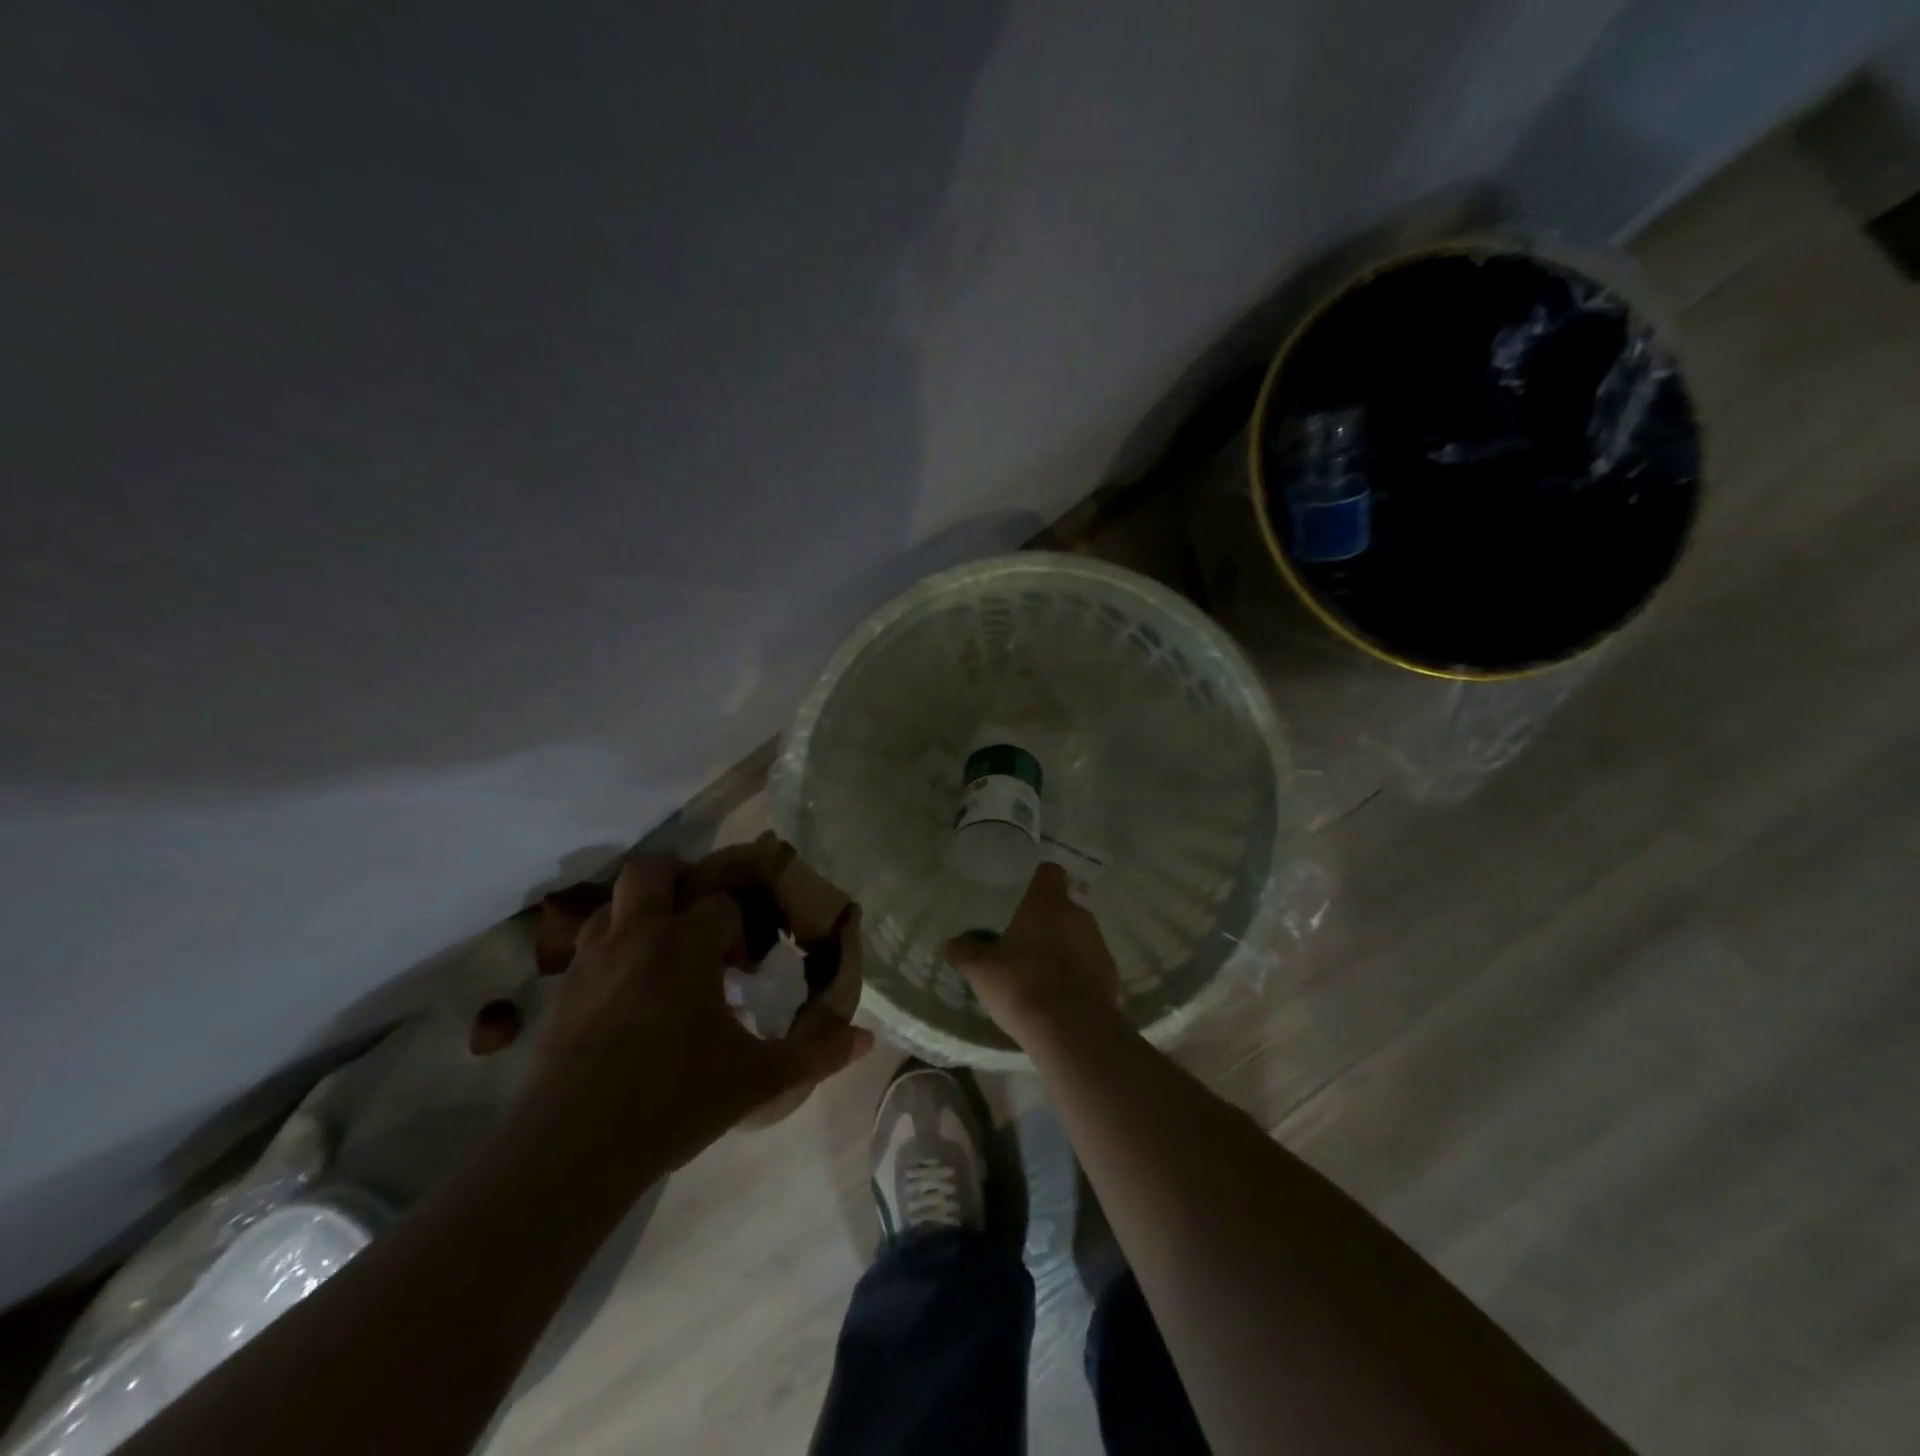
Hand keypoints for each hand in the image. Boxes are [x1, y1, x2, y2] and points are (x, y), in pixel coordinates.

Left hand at [526, 854, 871, 1177]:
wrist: (570, 1151)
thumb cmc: (674, 1101)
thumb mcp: (757, 1080)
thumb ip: (814, 1053)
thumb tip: (865, 1039)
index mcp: (686, 945)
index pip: (721, 904)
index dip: (738, 927)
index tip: (744, 965)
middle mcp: (637, 936)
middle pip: (651, 870)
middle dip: (678, 881)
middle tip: (698, 922)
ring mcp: (592, 960)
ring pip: (614, 903)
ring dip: (641, 914)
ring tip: (663, 956)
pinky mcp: (562, 991)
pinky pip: (589, 945)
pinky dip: (613, 949)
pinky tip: (629, 995)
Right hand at [945, 862, 1120, 1043]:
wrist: (1071, 1029)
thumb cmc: (1022, 984)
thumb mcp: (981, 969)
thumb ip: (964, 951)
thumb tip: (952, 943)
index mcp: (1049, 903)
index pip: (1049, 873)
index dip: (1037, 881)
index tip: (1024, 894)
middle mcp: (1079, 916)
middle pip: (1063, 908)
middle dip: (1046, 922)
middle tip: (1023, 943)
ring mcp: (1099, 946)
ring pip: (1078, 938)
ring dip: (1063, 949)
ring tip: (1040, 974)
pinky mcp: (1111, 977)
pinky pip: (1090, 968)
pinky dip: (1077, 976)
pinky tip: (1059, 998)